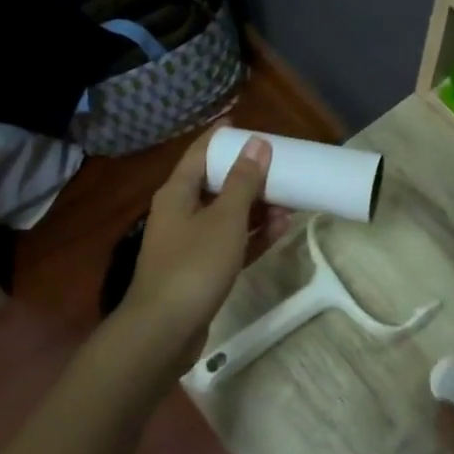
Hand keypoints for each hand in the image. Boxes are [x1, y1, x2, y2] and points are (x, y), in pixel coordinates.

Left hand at [121, 127, 282, 375]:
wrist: (163, 332)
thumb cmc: (193, 266)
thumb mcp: (224, 219)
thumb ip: (243, 181)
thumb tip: (257, 143)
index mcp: (178, 193)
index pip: (199, 153)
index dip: (220, 137)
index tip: (243, 122)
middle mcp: (180, 213)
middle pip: (215, 183)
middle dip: (247, 174)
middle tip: (279, 165)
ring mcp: (189, 244)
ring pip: (226, 215)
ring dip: (255, 207)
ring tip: (289, 202)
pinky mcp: (200, 271)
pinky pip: (230, 243)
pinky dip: (252, 235)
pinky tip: (278, 230)